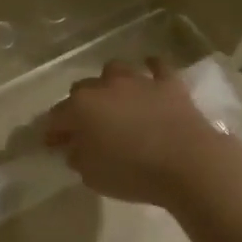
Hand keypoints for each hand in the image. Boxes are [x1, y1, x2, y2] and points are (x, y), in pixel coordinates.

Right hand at [44, 59, 221, 206]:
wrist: (188, 164)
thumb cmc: (132, 173)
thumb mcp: (91, 175)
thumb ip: (77, 157)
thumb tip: (75, 147)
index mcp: (80, 108)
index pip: (56, 117)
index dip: (53, 131)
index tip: (53, 145)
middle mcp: (104, 87)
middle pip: (81, 89)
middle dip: (79, 105)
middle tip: (85, 126)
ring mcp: (138, 81)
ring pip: (114, 70)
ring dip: (110, 83)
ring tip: (114, 99)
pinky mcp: (169, 84)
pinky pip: (158, 67)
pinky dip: (151, 69)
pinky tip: (150, 74)